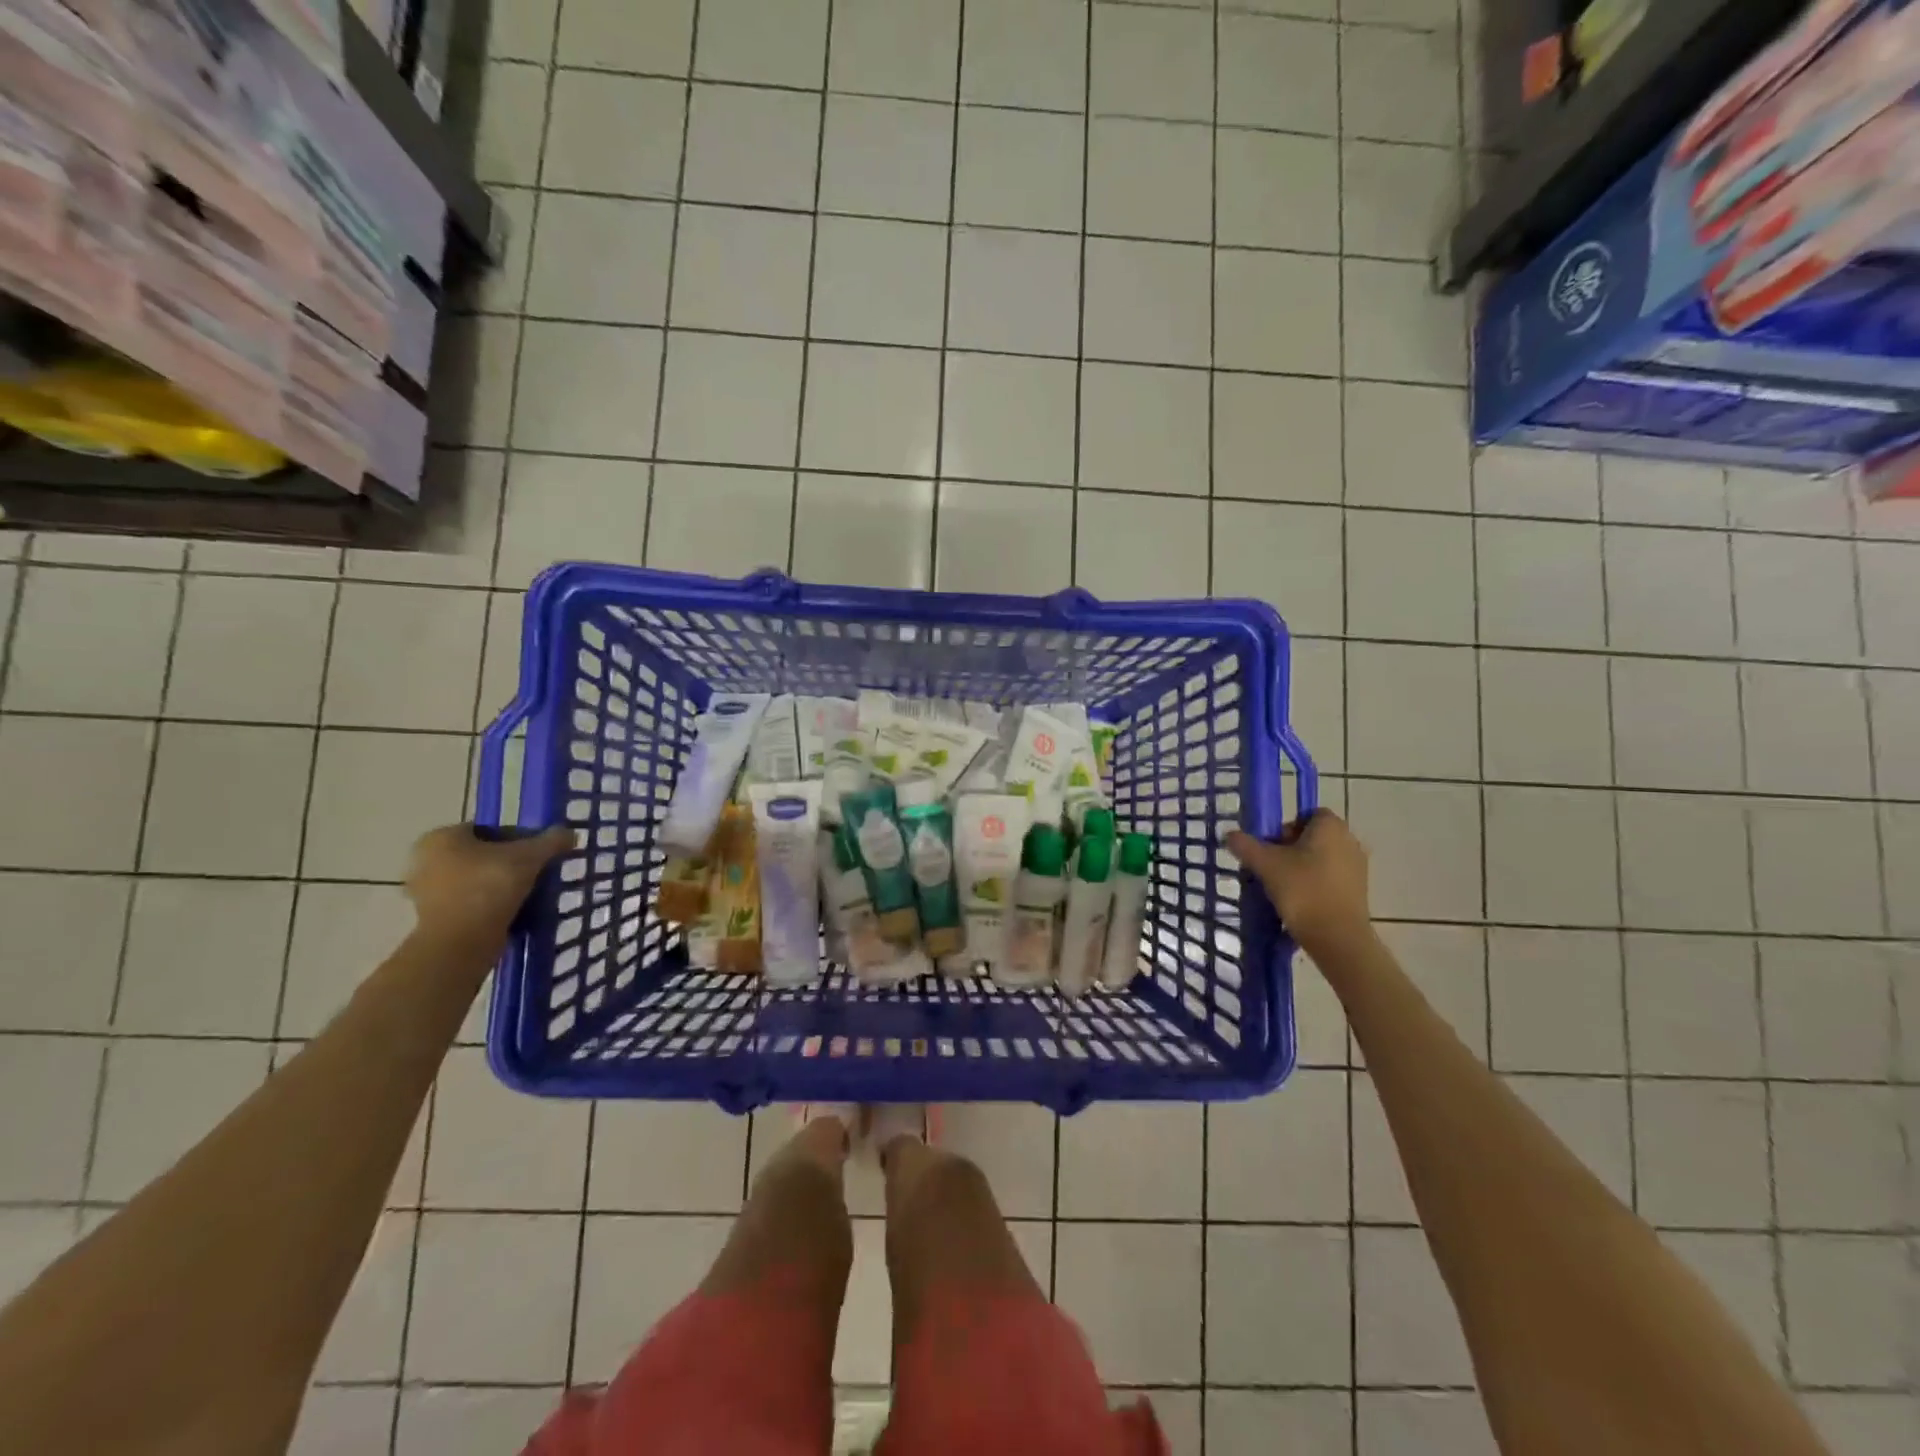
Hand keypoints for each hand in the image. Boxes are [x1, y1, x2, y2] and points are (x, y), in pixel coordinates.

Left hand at [404, 824, 577, 946]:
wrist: (462, 943)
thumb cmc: (489, 887)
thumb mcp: (529, 857)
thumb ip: (551, 841)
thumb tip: (571, 833)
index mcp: (441, 837)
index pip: (489, 829)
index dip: (520, 837)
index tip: (541, 851)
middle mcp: (425, 860)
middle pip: (482, 855)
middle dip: (510, 862)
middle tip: (537, 871)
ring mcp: (426, 892)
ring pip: (476, 880)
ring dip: (502, 885)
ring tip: (531, 892)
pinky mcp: (434, 918)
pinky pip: (471, 902)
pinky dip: (491, 904)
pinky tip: (515, 910)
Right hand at [1226, 810, 1372, 959]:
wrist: (1337, 938)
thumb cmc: (1302, 891)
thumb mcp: (1265, 865)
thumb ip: (1245, 845)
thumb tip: (1229, 834)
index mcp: (1331, 827)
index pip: (1307, 814)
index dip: (1286, 827)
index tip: (1271, 846)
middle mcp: (1349, 840)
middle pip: (1313, 836)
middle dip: (1290, 848)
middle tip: (1271, 867)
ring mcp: (1358, 867)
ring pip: (1321, 858)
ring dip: (1302, 867)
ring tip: (1282, 887)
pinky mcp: (1359, 891)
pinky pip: (1331, 877)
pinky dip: (1315, 883)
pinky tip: (1299, 902)